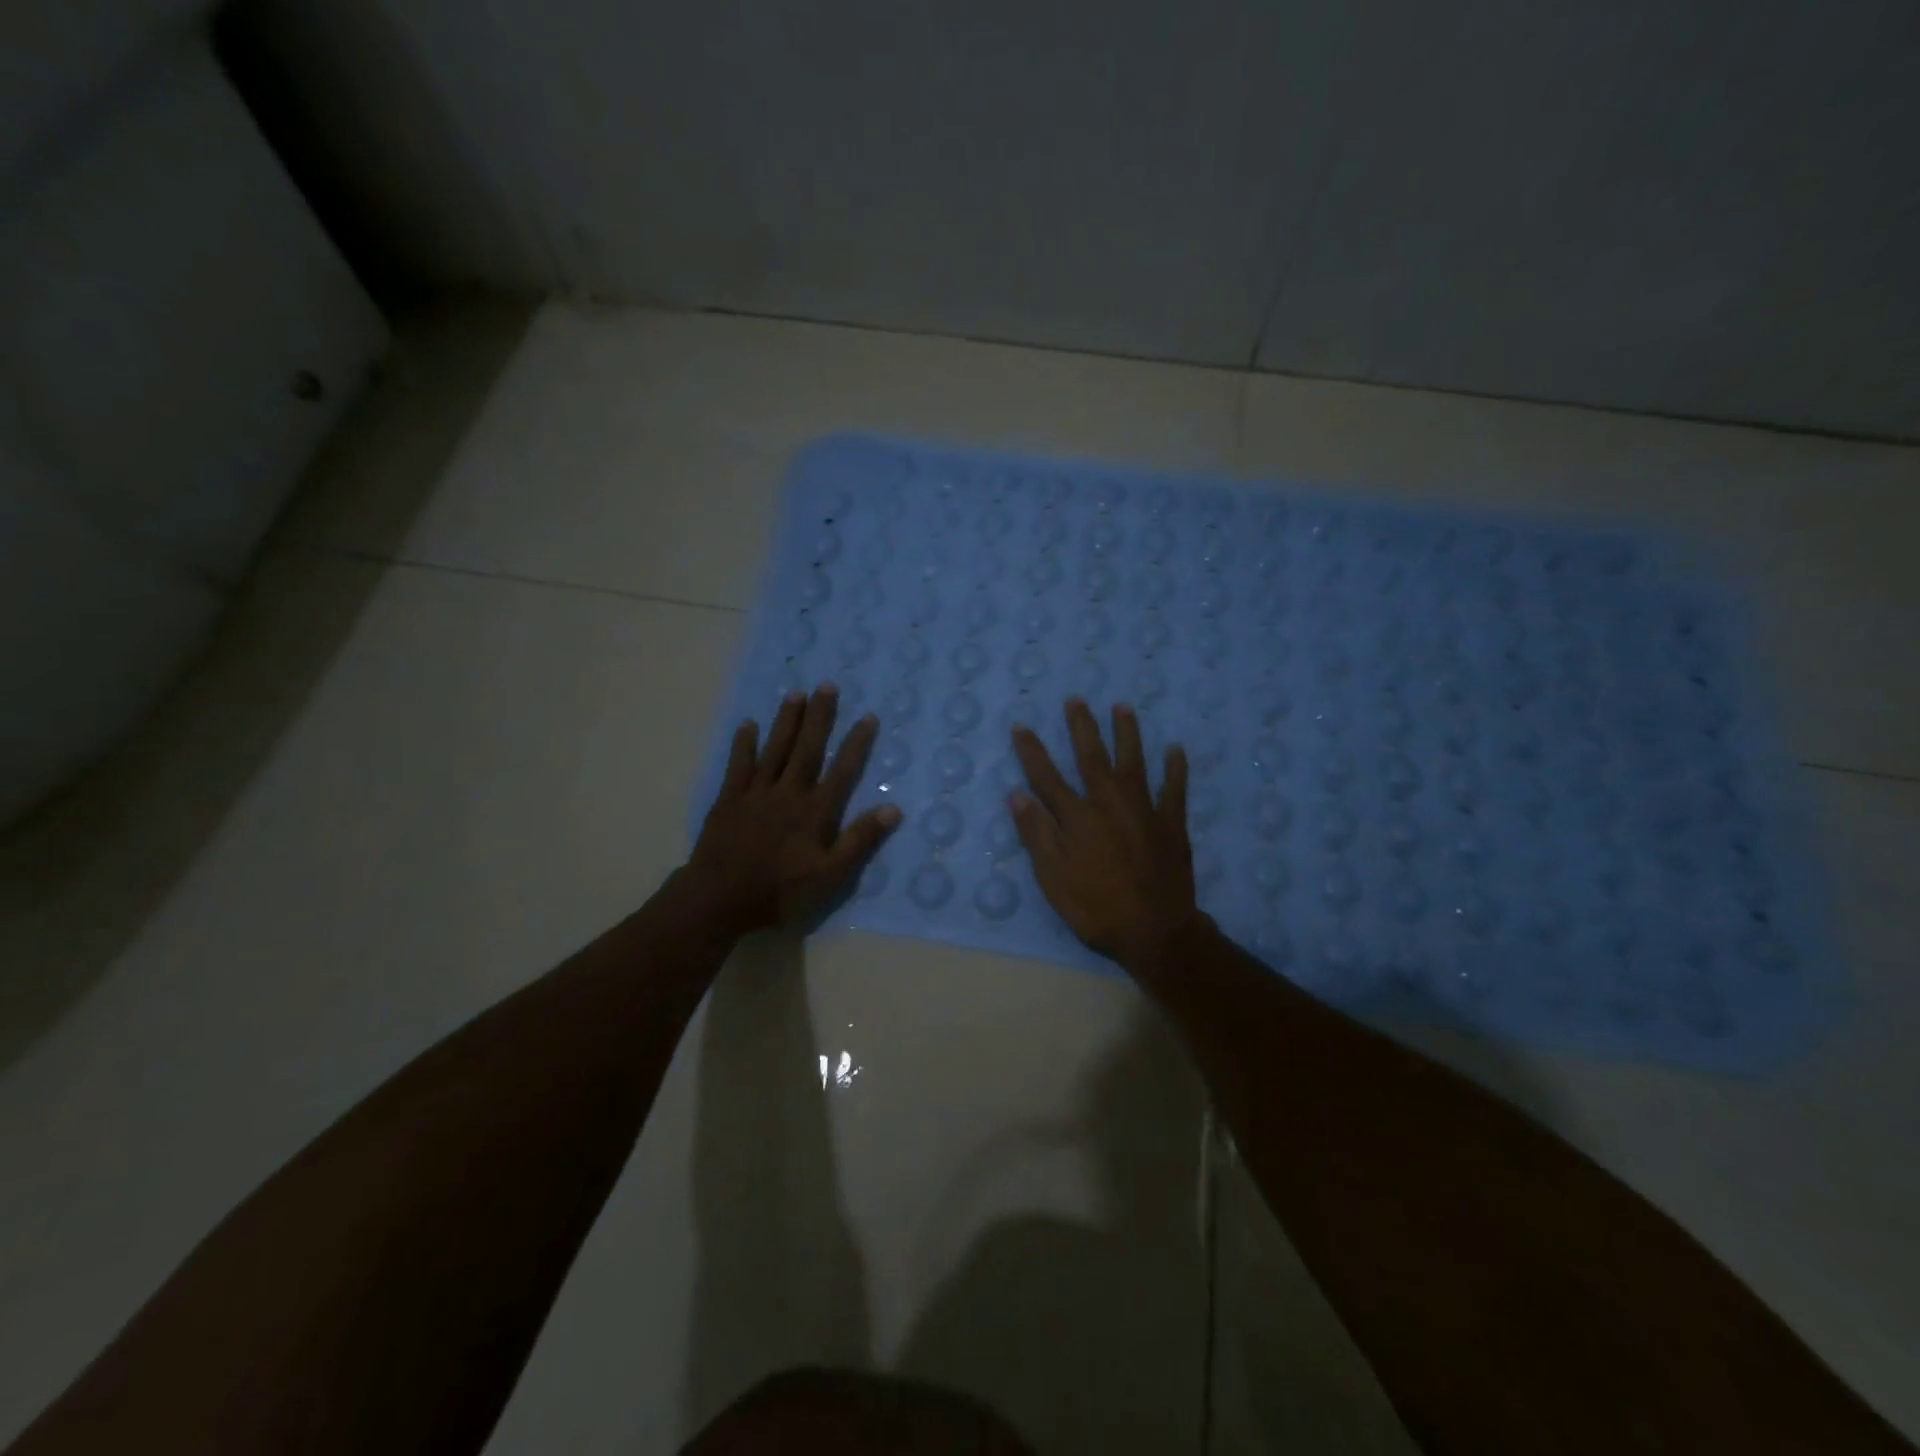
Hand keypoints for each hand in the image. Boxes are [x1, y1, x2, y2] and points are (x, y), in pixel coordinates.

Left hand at [685, 684, 900, 933]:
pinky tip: (748, 725)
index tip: (867, 716)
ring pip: (775, 749)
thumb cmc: (781, 891)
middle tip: (827, 685)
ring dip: (786, 721)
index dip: (856, 743)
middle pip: (807, 748)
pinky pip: (738, 765)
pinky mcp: (729, 799)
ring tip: (796, 693)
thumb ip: (860, 840)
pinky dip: (744, 744)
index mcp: (815, 810)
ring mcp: (756, 793)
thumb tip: (893, 809)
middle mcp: (788, 792)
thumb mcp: (831, 875)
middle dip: (819, 717)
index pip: (842, 770)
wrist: (720, 898)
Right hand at [1008, 699, 1203, 974]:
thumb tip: (1016, 794)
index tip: (1022, 726)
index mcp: (1077, 817)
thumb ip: (1036, 834)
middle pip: (1092, 757)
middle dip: (1082, 727)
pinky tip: (1176, 749)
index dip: (1032, 751)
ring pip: (1134, 762)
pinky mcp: (1172, 824)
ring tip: (1123, 707)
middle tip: (1077, 699)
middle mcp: (1109, 803)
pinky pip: (1175, 789)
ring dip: (1127, 733)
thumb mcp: (1053, 878)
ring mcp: (1144, 810)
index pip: (1047, 776)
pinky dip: (1176, 768)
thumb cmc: (1096, 908)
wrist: (1155, 931)